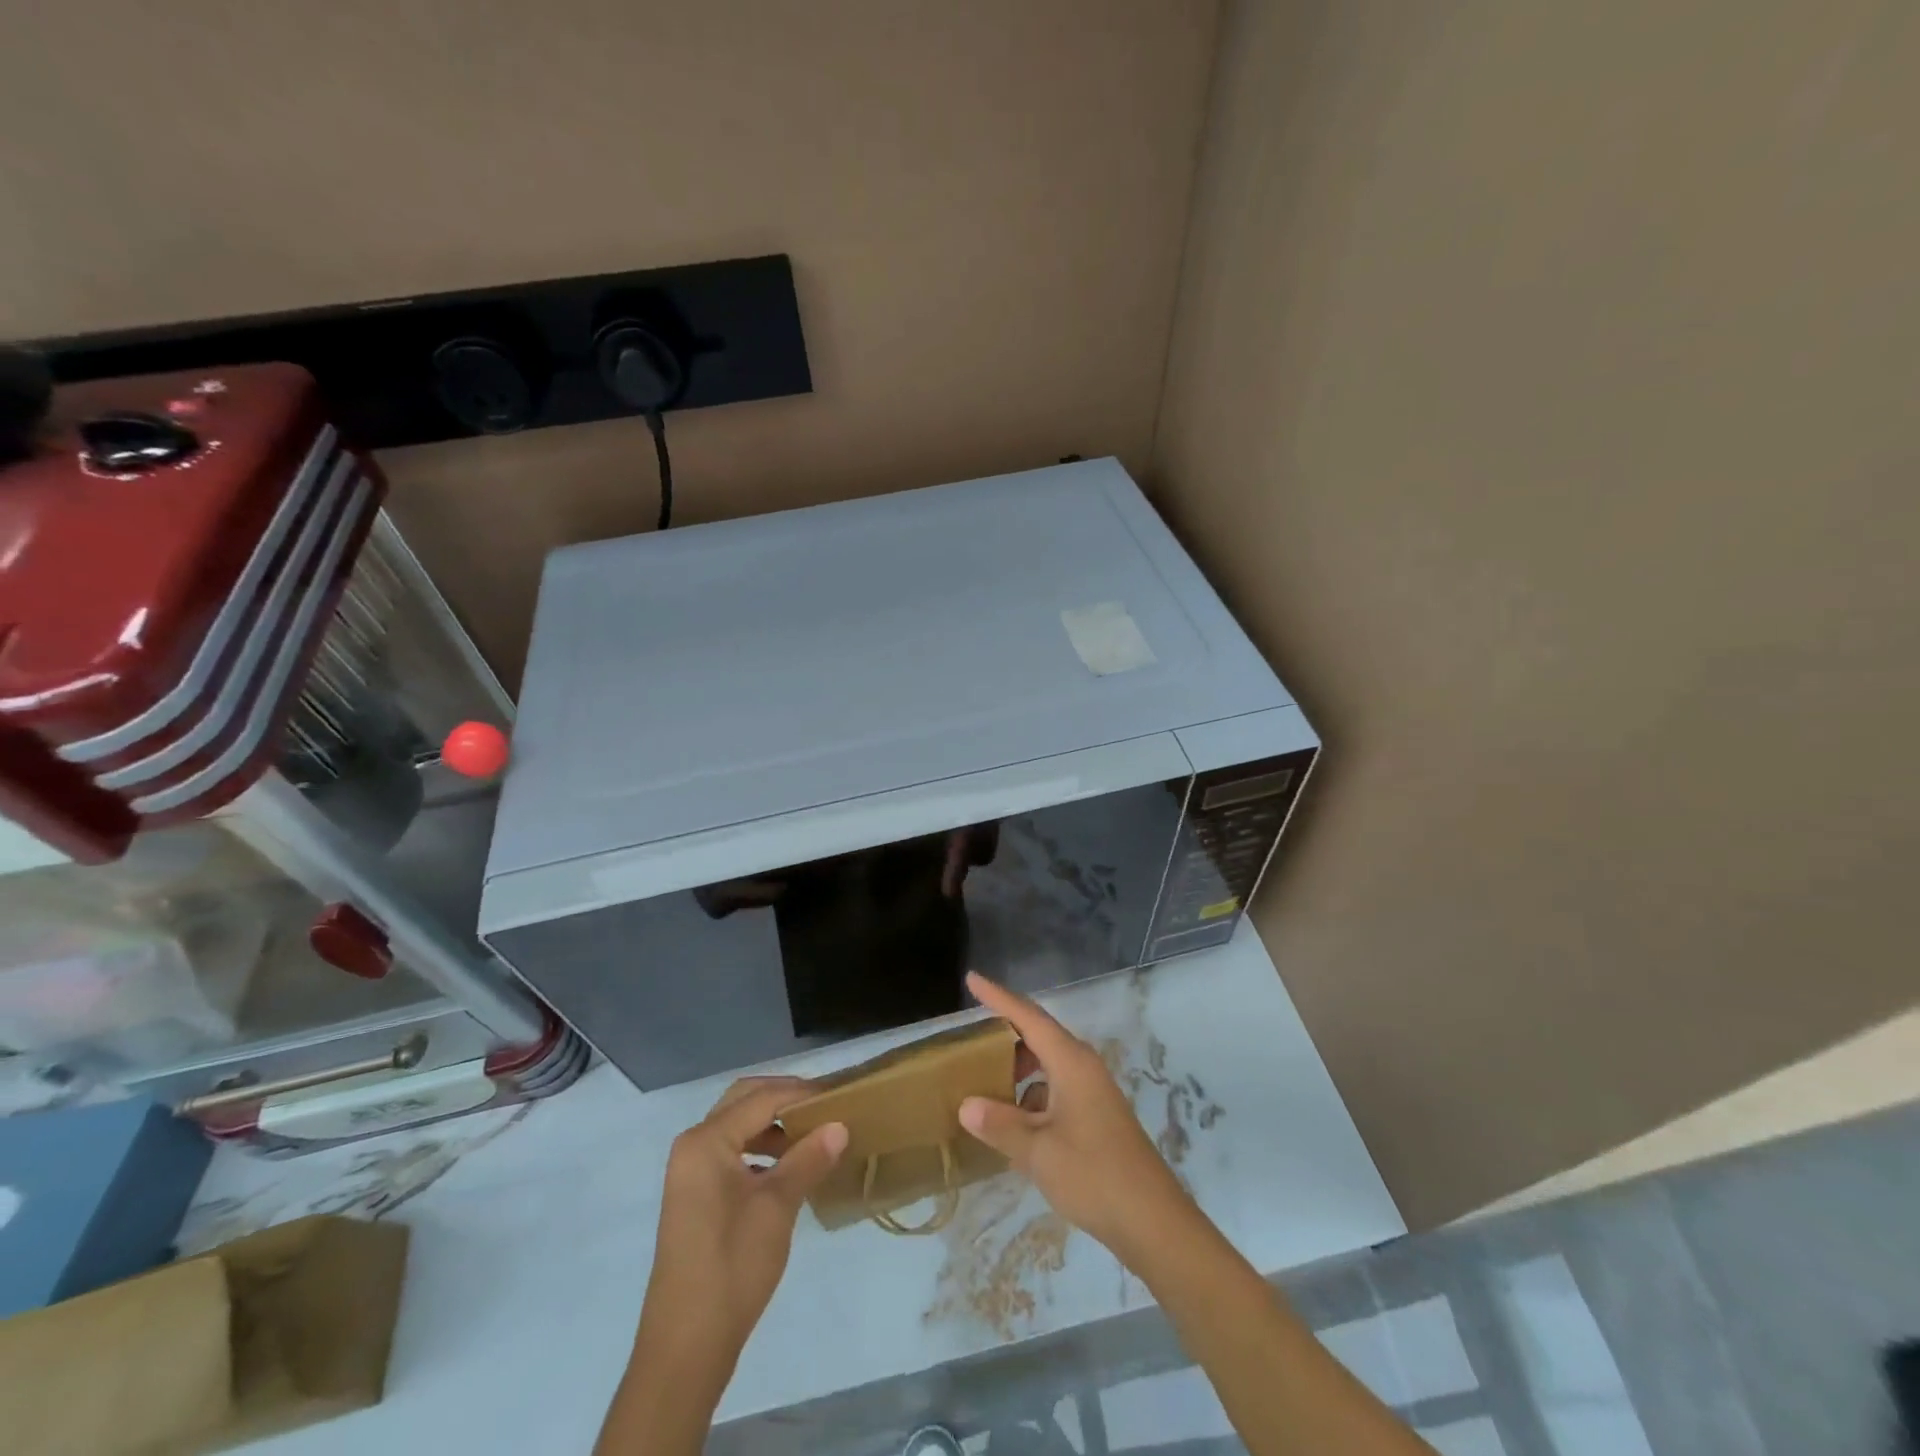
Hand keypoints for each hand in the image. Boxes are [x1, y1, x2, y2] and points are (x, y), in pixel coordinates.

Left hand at [635, 1078, 847, 1383]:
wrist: (686, 1346)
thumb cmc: (732, 1266)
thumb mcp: (777, 1207)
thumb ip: (808, 1158)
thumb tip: (840, 1125)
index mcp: (707, 1140)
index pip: (762, 1098)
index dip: (802, 1093)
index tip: (840, 1096)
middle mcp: (694, 1145)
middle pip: (745, 1101)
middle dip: (785, 1098)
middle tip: (825, 1107)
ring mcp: (691, 1171)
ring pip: (738, 1125)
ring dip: (774, 1124)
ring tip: (814, 1135)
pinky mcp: (696, 1195)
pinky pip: (732, 1151)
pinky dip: (761, 1148)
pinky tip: (789, 1167)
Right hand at [958, 973, 1196, 1265]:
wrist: (1152, 1221)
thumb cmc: (1093, 1175)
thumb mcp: (1037, 1151)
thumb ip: (999, 1124)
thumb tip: (966, 1105)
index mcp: (1070, 1062)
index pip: (1028, 1017)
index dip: (998, 997)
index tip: (972, 979)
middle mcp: (1083, 1067)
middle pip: (1038, 1036)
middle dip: (1005, 1036)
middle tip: (970, 1043)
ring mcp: (1092, 1091)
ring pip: (1047, 1065)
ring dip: (1018, 1070)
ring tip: (985, 1085)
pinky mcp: (1096, 1115)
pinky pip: (1055, 1090)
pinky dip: (1031, 1097)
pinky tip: (1013, 1124)